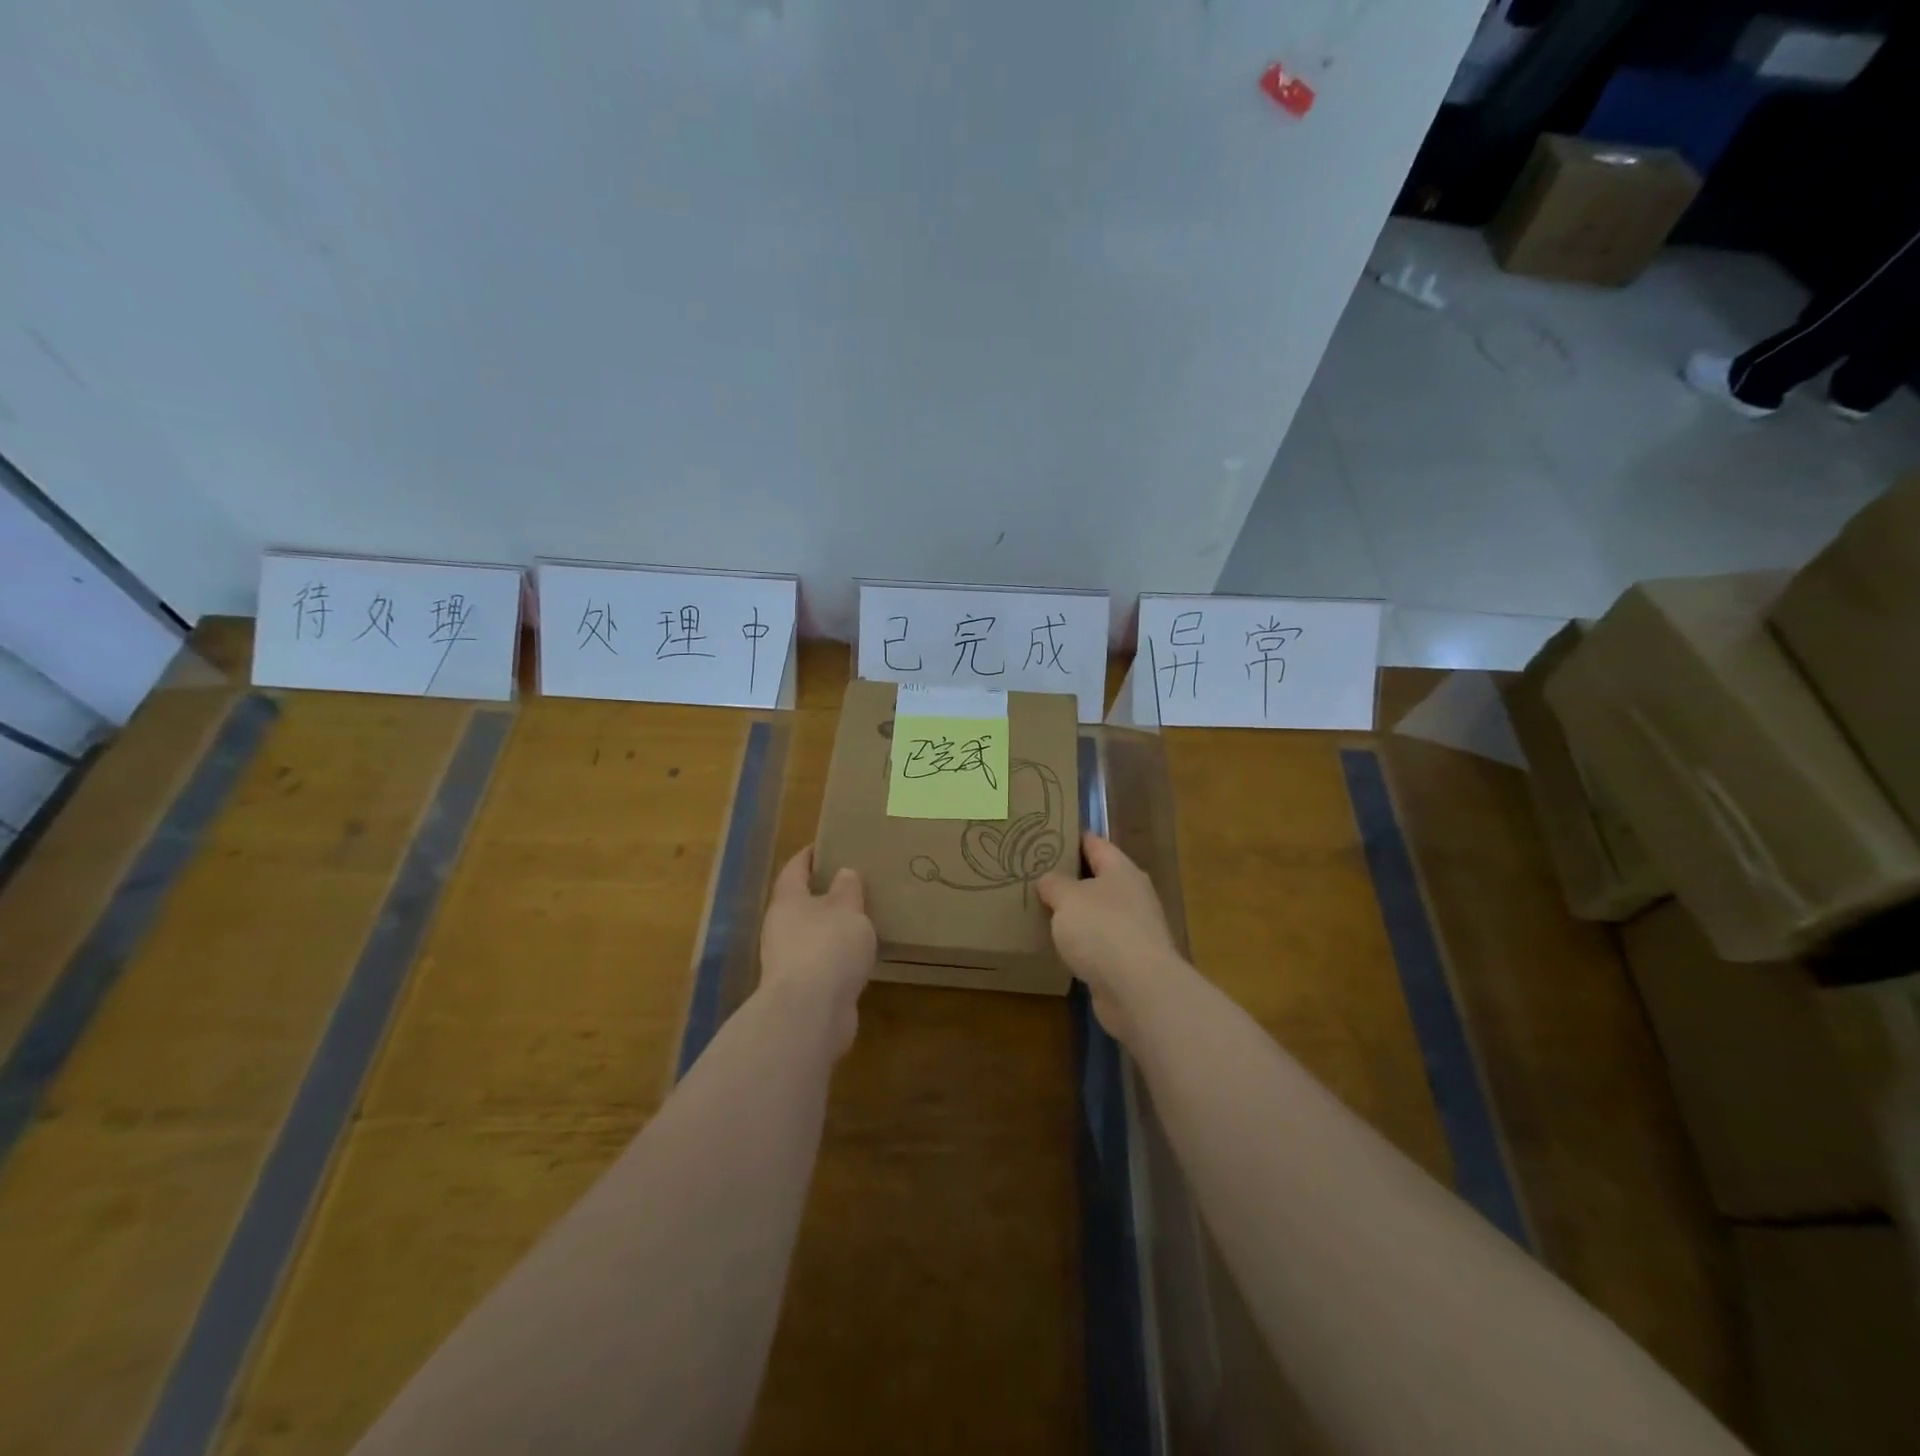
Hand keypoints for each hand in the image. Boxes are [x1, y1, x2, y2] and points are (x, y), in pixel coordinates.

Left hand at [760, 847, 876, 1053]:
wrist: (810, 1013)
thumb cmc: (827, 947)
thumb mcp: (847, 909)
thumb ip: (847, 889)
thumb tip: (843, 874)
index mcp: (788, 901)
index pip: (795, 869)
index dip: (808, 856)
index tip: (825, 845)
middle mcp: (781, 928)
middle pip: (800, 903)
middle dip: (822, 893)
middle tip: (851, 882)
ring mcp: (788, 961)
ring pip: (811, 934)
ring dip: (830, 927)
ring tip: (859, 919)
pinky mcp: (802, 989)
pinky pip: (821, 962)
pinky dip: (836, 956)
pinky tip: (857, 956)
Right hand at [1038, 833, 1178, 1044]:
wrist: (1137, 990)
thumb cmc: (1102, 929)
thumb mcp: (1067, 898)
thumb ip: (1054, 884)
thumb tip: (1049, 880)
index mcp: (1122, 870)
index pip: (1094, 843)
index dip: (1071, 838)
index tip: (1045, 837)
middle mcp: (1132, 895)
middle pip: (1097, 878)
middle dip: (1069, 878)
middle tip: (1034, 875)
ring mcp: (1133, 930)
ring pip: (1097, 913)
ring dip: (1075, 914)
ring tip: (1041, 910)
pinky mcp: (1128, 961)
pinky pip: (1098, 944)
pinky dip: (1080, 943)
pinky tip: (1058, 947)